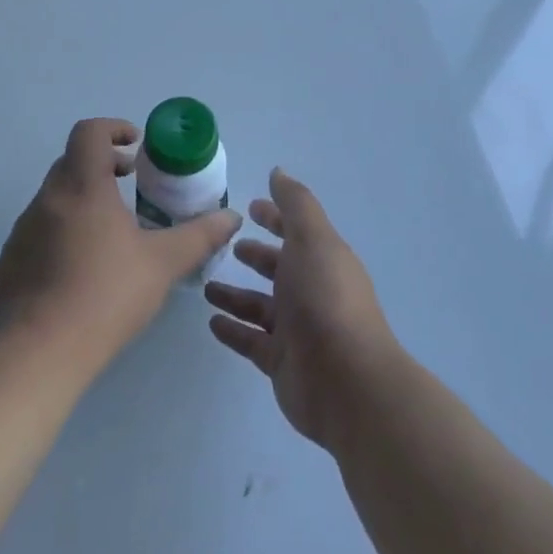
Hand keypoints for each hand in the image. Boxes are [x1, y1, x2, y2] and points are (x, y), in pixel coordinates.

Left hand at [0, 117, 240, 374]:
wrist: (35, 353)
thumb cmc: (105, 295)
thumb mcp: (163, 264)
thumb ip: (200, 236)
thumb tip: (232, 217)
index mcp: (82, 186)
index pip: (89, 132)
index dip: (114, 128)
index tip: (136, 147)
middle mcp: (47, 198)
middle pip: (72, 162)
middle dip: (103, 166)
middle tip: (132, 187)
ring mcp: (23, 230)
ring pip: (56, 198)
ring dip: (84, 200)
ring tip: (113, 234)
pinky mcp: (10, 260)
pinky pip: (41, 230)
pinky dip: (64, 231)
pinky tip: (83, 270)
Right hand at [204, 168, 400, 450]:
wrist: (346, 381)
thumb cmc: (326, 298)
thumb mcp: (312, 239)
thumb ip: (295, 204)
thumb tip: (278, 172)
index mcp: (322, 259)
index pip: (296, 231)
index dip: (275, 217)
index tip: (249, 208)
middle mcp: (312, 291)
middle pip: (279, 268)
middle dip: (256, 256)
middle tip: (225, 246)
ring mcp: (297, 329)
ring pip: (261, 306)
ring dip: (236, 294)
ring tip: (206, 287)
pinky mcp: (282, 362)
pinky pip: (252, 340)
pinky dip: (233, 330)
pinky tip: (211, 322)